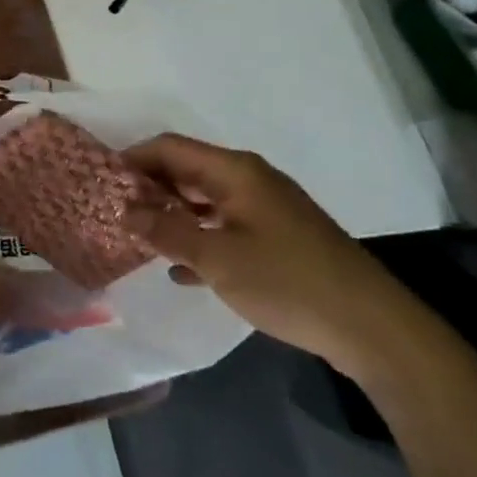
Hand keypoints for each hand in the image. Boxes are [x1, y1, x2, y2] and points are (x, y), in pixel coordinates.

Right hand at [122, 135, 426, 383]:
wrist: (374, 328)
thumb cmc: (288, 283)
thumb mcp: (217, 259)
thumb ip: (166, 232)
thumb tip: (125, 211)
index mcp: (235, 171)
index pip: (170, 147)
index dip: (133, 159)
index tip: (102, 182)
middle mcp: (249, 179)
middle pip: (186, 169)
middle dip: (149, 187)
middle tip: (115, 212)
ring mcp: (266, 208)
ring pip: (204, 199)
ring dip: (172, 214)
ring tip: (139, 238)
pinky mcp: (279, 236)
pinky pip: (225, 224)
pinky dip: (199, 237)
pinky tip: (180, 269)